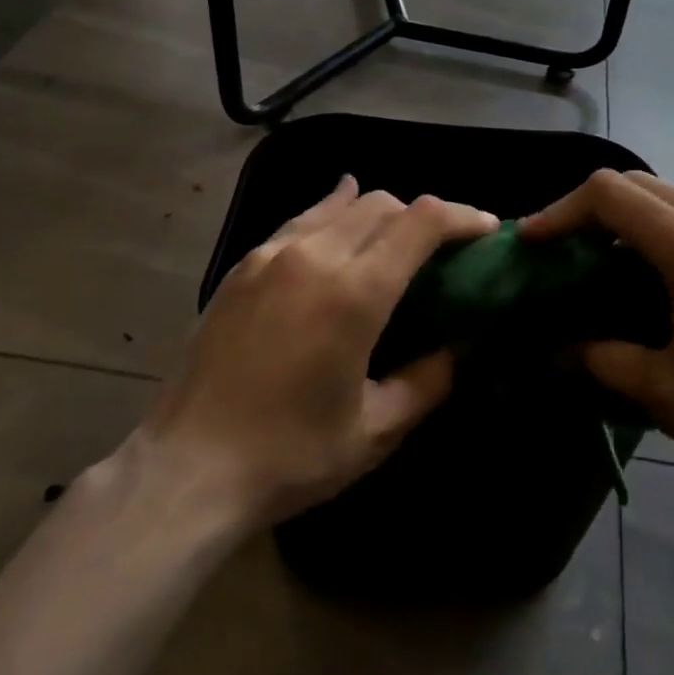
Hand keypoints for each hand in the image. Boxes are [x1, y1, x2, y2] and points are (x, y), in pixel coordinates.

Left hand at [145, 177, 497, 527]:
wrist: (186, 470)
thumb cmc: (289, 456)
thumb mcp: (374, 431)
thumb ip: (426, 382)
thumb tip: (456, 349)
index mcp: (355, 292)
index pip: (422, 221)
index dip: (462, 216)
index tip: (486, 230)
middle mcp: (316, 255)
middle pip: (385, 204)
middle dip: (424, 217)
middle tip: (442, 249)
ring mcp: (273, 254)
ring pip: (342, 204)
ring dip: (380, 212)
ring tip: (396, 237)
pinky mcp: (244, 264)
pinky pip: (301, 218)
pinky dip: (333, 209)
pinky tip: (340, 211)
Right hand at [523, 170, 673, 514]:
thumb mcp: (668, 393)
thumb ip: (601, 360)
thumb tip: (553, 351)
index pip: (609, 195)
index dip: (560, 212)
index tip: (530, 243)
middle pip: (634, 184)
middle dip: (587, 211)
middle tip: (556, 252)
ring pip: (664, 196)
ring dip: (622, 220)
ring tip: (593, 265)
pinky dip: (654, 231)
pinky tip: (646, 277)